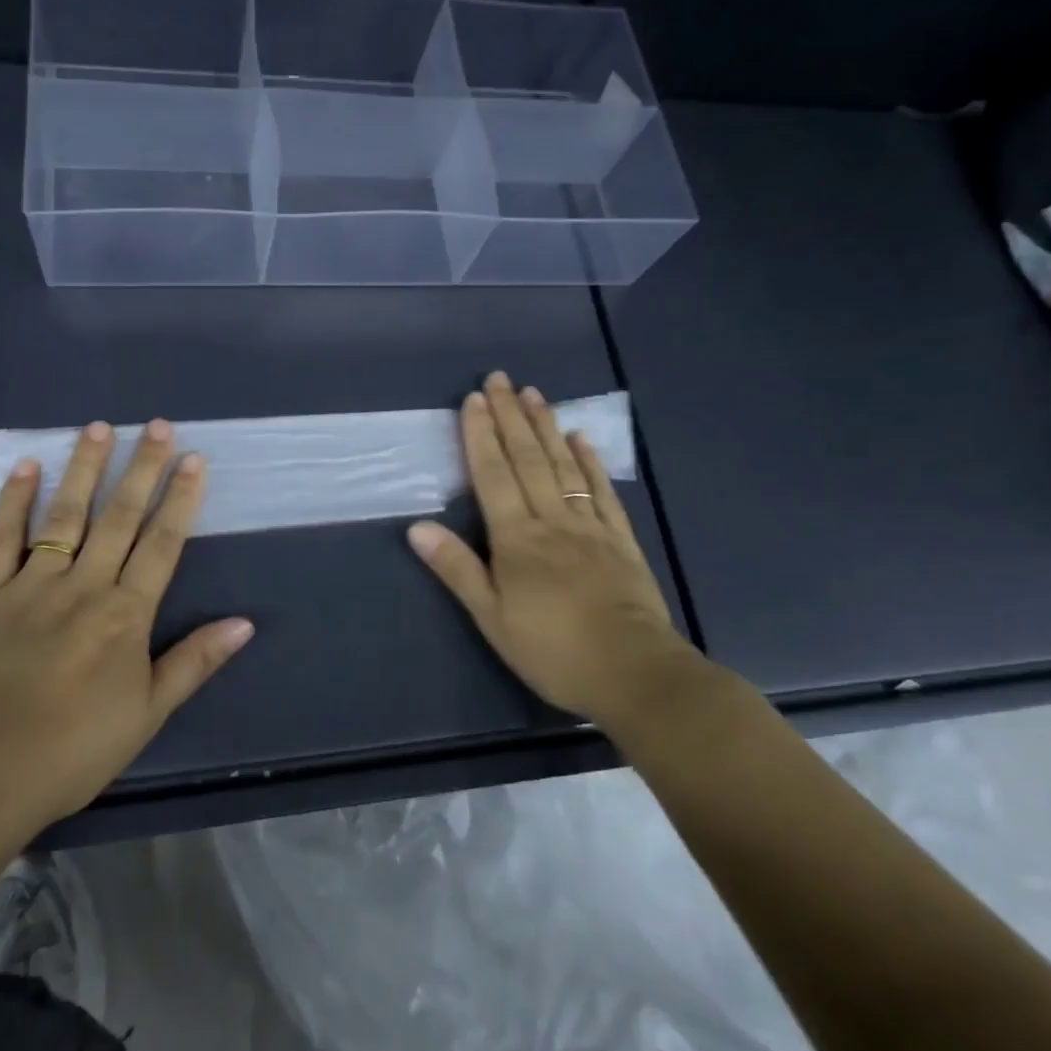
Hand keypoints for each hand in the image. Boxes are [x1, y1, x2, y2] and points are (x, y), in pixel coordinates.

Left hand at [0, 419, 253, 829]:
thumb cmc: (74, 749)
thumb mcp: (147, 713)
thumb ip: (195, 661)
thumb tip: (245, 623)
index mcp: (125, 615)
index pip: (162, 544)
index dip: (180, 499)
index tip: (192, 459)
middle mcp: (83, 586)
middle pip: (119, 517)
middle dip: (141, 468)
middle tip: (156, 424)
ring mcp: (32, 585)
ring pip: (65, 515)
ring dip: (84, 469)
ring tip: (99, 427)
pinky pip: (2, 539)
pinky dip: (14, 501)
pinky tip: (27, 466)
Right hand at [406, 372, 699, 727]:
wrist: (633, 671)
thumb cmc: (553, 650)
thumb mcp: (493, 618)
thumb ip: (457, 569)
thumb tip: (418, 528)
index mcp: (517, 539)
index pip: (494, 476)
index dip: (481, 436)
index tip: (475, 400)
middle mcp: (551, 520)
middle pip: (528, 460)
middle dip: (511, 417)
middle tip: (501, 379)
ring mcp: (590, 526)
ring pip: (564, 466)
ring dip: (546, 427)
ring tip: (535, 394)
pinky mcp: (620, 539)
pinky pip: (602, 491)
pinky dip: (591, 462)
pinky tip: (581, 438)